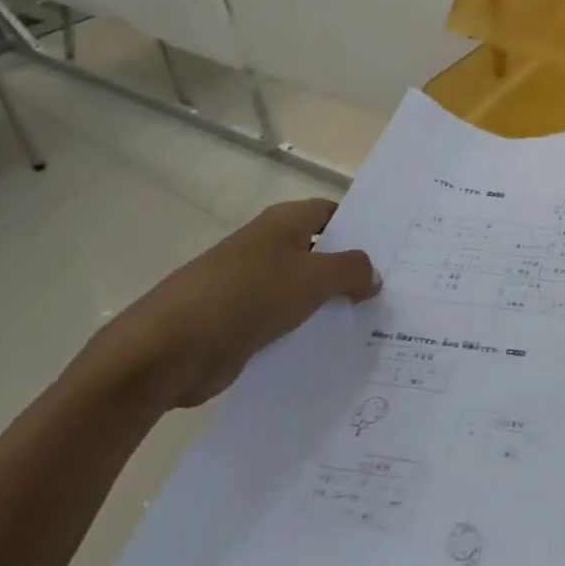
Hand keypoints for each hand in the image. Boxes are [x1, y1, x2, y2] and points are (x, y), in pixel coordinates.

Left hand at [92, 198, 378, 410]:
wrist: (166, 351)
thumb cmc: (244, 297)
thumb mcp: (310, 278)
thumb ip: (350, 270)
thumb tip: (374, 273)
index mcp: (284, 223)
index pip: (333, 213)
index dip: (363, 227)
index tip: (397, 249)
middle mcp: (269, 248)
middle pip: (322, 252)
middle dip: (353, 269)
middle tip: (397, 289)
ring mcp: (254, 286)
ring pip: (306, 290)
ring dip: (333, 304)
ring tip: (377, 322)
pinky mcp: (243, 324)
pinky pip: (287, 322)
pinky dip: (309, 331)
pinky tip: (337, 348)